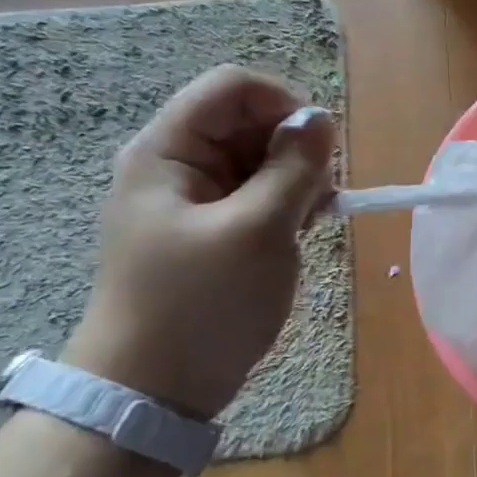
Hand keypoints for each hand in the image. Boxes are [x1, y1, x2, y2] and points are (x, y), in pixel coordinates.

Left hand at [62, 65, 335, 418]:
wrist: (155, 388)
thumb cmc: (201, 304)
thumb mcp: (258, 231)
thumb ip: (294, 168)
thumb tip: (322, 119)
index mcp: (167, 152)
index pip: (233, 88)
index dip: (285, 104)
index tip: (322, 148)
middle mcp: (178, 164)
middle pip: (249, 120)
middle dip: (296, 146)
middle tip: (321, 193)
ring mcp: (195, 197)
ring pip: (261, 156)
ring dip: (298, 176)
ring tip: (313, 217)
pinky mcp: (214, 226)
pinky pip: (259, 190)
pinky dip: (289, 200)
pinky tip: (304, 228)